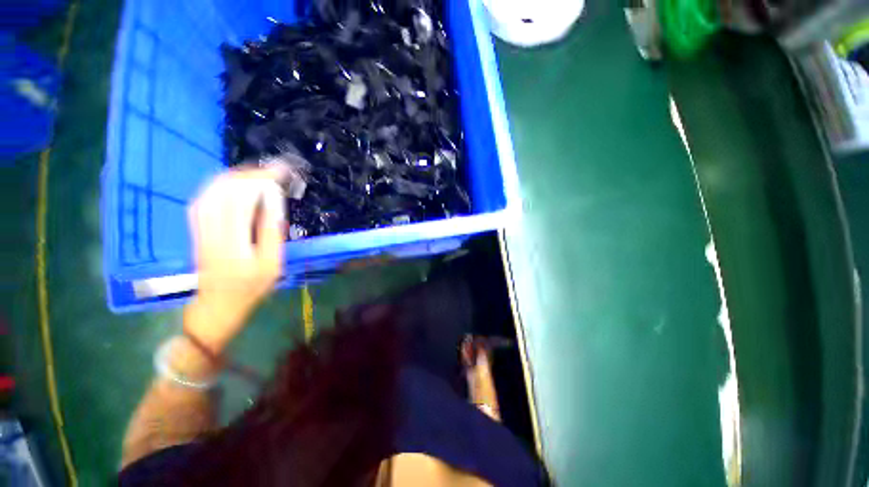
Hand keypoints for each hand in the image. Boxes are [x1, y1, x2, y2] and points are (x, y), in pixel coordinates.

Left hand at [184, 165, 289, 349]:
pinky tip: (233, 184)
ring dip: (235, 176)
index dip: (262, 180)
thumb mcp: (272, 264)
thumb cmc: (251, 288)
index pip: (243, 198)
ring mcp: (200, 228)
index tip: (282, 172)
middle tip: (274, 171)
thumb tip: (273, 199)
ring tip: (258, 173)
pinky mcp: (196, 229)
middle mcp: (211, 229)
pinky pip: (203, 198)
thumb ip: (271, 231)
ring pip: (211, 191)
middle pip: (224, 189)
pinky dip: (219, 185)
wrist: (217, 305)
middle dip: (250, 174)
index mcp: (233, 241)